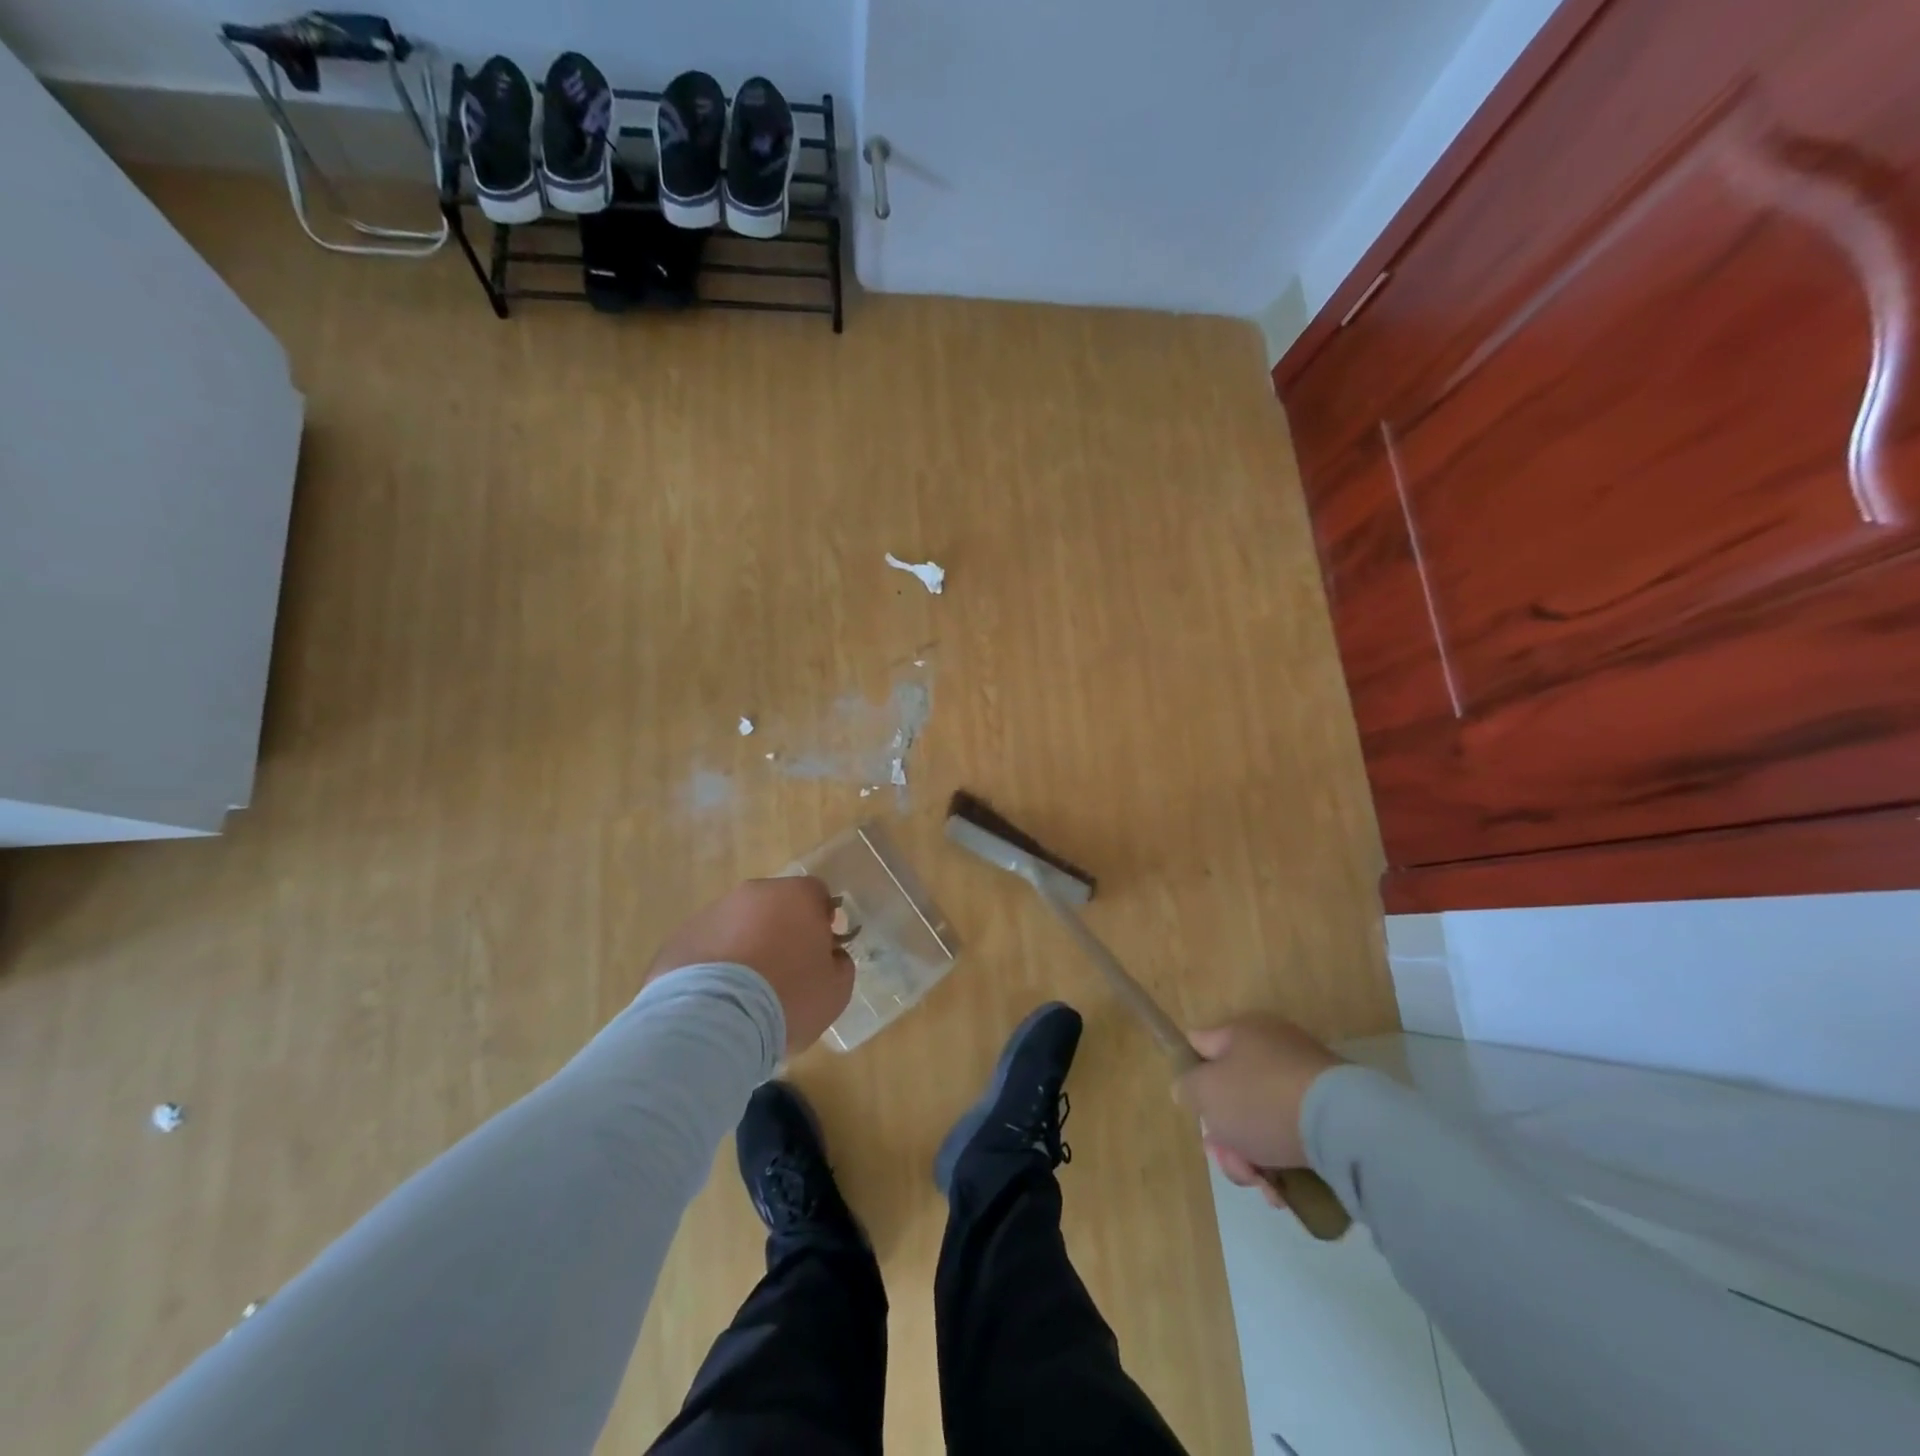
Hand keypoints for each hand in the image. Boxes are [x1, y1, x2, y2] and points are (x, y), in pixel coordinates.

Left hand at [648, 877, 854, 1053]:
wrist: (714, 1021)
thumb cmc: (788, 998)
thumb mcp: (836, 989)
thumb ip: (839, 963)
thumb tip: (829, 956)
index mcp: (796, 896)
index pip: (817, 895)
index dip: (821, 922)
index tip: (820, 952)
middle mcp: (753, 893)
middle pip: (775, 906)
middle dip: (781, 930)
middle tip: (784, 972)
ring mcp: (711, 913)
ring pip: (738, 924)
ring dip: (745, 947)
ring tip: (745, 993)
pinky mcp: (679, 939)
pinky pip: (707, 947)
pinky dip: (714, 966)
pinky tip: (716, 1000)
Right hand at [1176, 1014, 1344, 1198]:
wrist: (1345, 1127)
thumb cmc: (1262, 1099)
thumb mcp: (1206, 1091)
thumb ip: (1187, 1087)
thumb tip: (1190, 1089)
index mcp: (1241, 1032)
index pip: (1200, 1045)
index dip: (1190, 1076)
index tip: (1194, 1110)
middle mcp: (1273, 1048)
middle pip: (1231, 1093)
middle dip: (1224, 1134)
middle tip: (1227, 1160)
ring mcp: (1304, 1080)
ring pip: (1260, 1120)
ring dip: (1252, 1156)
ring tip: (1262, 1186)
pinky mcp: (1331, 1112)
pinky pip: (1292, 1135)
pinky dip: (1283, 1162)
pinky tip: (1283, 1190)